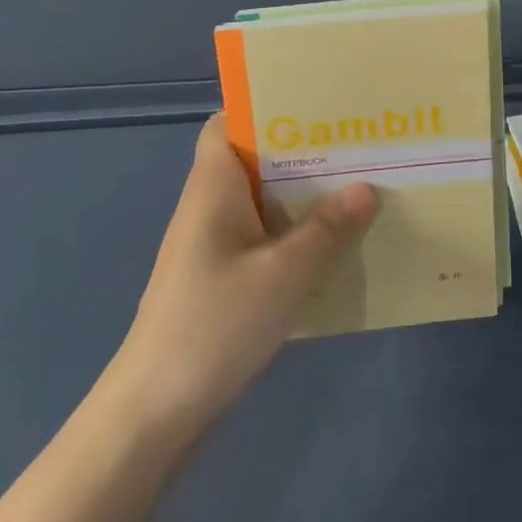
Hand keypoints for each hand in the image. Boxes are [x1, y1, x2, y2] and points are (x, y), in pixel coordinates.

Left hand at [108, 115, 378, 440]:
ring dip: (304, 195)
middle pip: (254, 160)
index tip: (317, 105)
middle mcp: (209, 207)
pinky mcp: (222, 279)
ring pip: (263, 201)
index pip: (227, 124)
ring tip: (359, 184)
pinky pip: (264, 238)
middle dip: (303, 151)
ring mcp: (214, 246)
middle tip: (357, 143)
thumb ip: (328, 227)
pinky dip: (296, 233)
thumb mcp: (284, 273)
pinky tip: (335, 242)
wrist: (154, 415)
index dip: (266, 108)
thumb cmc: (214, 325)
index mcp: (213, 187)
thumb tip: (367, 188)